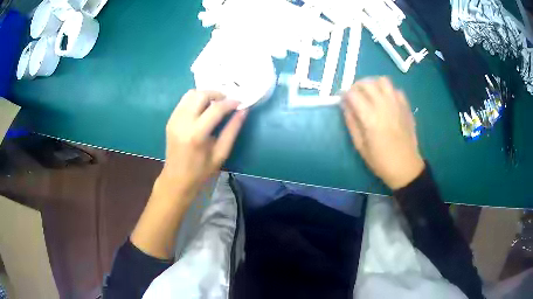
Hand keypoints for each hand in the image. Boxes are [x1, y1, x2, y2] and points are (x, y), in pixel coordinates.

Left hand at [131, 90, 246, 258]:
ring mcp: (174, 119)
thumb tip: (243, 111)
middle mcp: (182, 122)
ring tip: (215, 104)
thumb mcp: (221, 153)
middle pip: (201, 95)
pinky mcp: (170, 119)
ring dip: (205, 95)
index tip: (240, 102)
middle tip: (227, 102)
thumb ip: (232, 130)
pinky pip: (184, 101)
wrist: (176, 179)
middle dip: (217, 94)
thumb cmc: (201, 171)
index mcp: (196, 134)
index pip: (215, 109)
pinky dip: (196, 100)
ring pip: (191, 94)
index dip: (230, 103)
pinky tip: (203, 110)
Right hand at [342, 77, 423, 189]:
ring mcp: (397, 104)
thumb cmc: (380, 160)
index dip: (344, 94)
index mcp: (370, 118)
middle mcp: (384, 106)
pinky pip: (395, 89)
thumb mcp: (360, 146)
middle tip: (354, 96)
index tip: (342, 99)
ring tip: (370, 94)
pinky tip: (385, 101)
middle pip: (367, 83)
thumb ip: (351, 122)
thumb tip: (344, 105)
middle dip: (356, 86)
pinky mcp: (406, 107)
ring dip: (373, 84)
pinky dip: (387, 91)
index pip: (353, 94)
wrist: (406, 167)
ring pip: (383, 80)